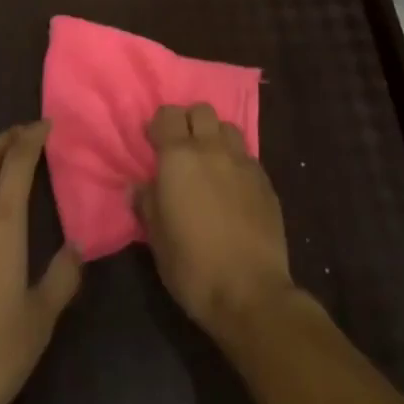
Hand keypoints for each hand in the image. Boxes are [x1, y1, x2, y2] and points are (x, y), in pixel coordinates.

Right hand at [136, 103, 297, 343]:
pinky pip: (246, 155)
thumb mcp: (157, 239)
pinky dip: (236, 161)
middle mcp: (211, 148)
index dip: (159, 125)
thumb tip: (138, 186)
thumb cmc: (194, 266)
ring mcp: (242, 161)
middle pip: (200, 110)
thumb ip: (147, 203)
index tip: (153, 143)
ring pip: (227, 127)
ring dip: (215, 137)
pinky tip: (233, 186)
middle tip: (182, 148)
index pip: (167, 115)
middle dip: (189, 122)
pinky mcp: (264, 180)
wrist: (251, 293)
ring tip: (210, 162)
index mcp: (179, 157)